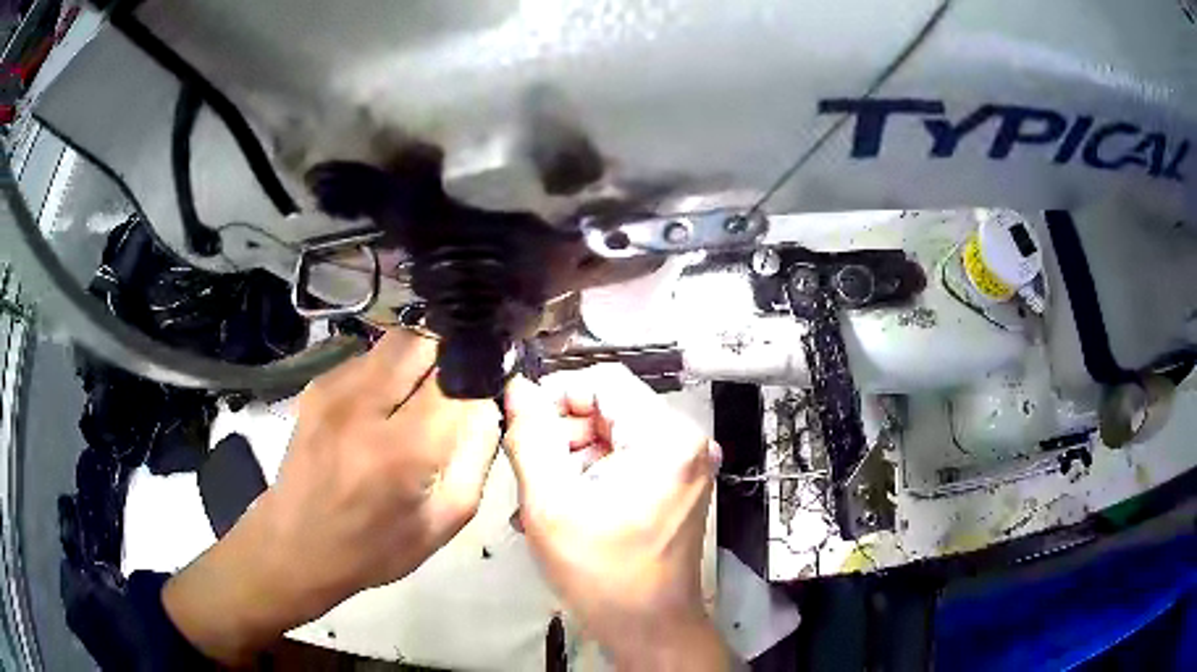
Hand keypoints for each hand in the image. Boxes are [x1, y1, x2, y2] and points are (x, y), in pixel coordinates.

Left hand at [164, 330, 500, 663]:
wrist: (294, 545)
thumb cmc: (374, 548)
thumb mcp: (444, 521)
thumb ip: (476, 457)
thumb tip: (488, 403)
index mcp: (402, 451)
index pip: (459, 378)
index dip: (480, 376)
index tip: (490, 386)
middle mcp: (364, 406)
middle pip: (424, 340)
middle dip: (449, 355)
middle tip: (454, 389)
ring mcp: (333, 389)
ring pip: (396, 341)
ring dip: (418, 361)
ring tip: (416, 401)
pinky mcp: (317, 385)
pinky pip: (369, 357)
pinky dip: (388, 372)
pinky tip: (381, 408)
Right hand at [503, 365, 727, 670]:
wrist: (649, 628)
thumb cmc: (600, 572)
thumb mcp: (551, 503)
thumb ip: (530, 437)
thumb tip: (518, 389)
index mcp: (666, 436)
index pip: (602, 381)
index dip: (556, 395)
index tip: (522, 427)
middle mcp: (687, 441)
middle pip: (609, 408)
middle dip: (562, 434)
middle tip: (529, 472)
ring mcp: (687, 465)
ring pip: (614, 435)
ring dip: (573, 458)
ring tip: (540, 497)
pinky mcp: (679, 486)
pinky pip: (628, 460)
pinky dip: (593, 474)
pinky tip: (565, 505)